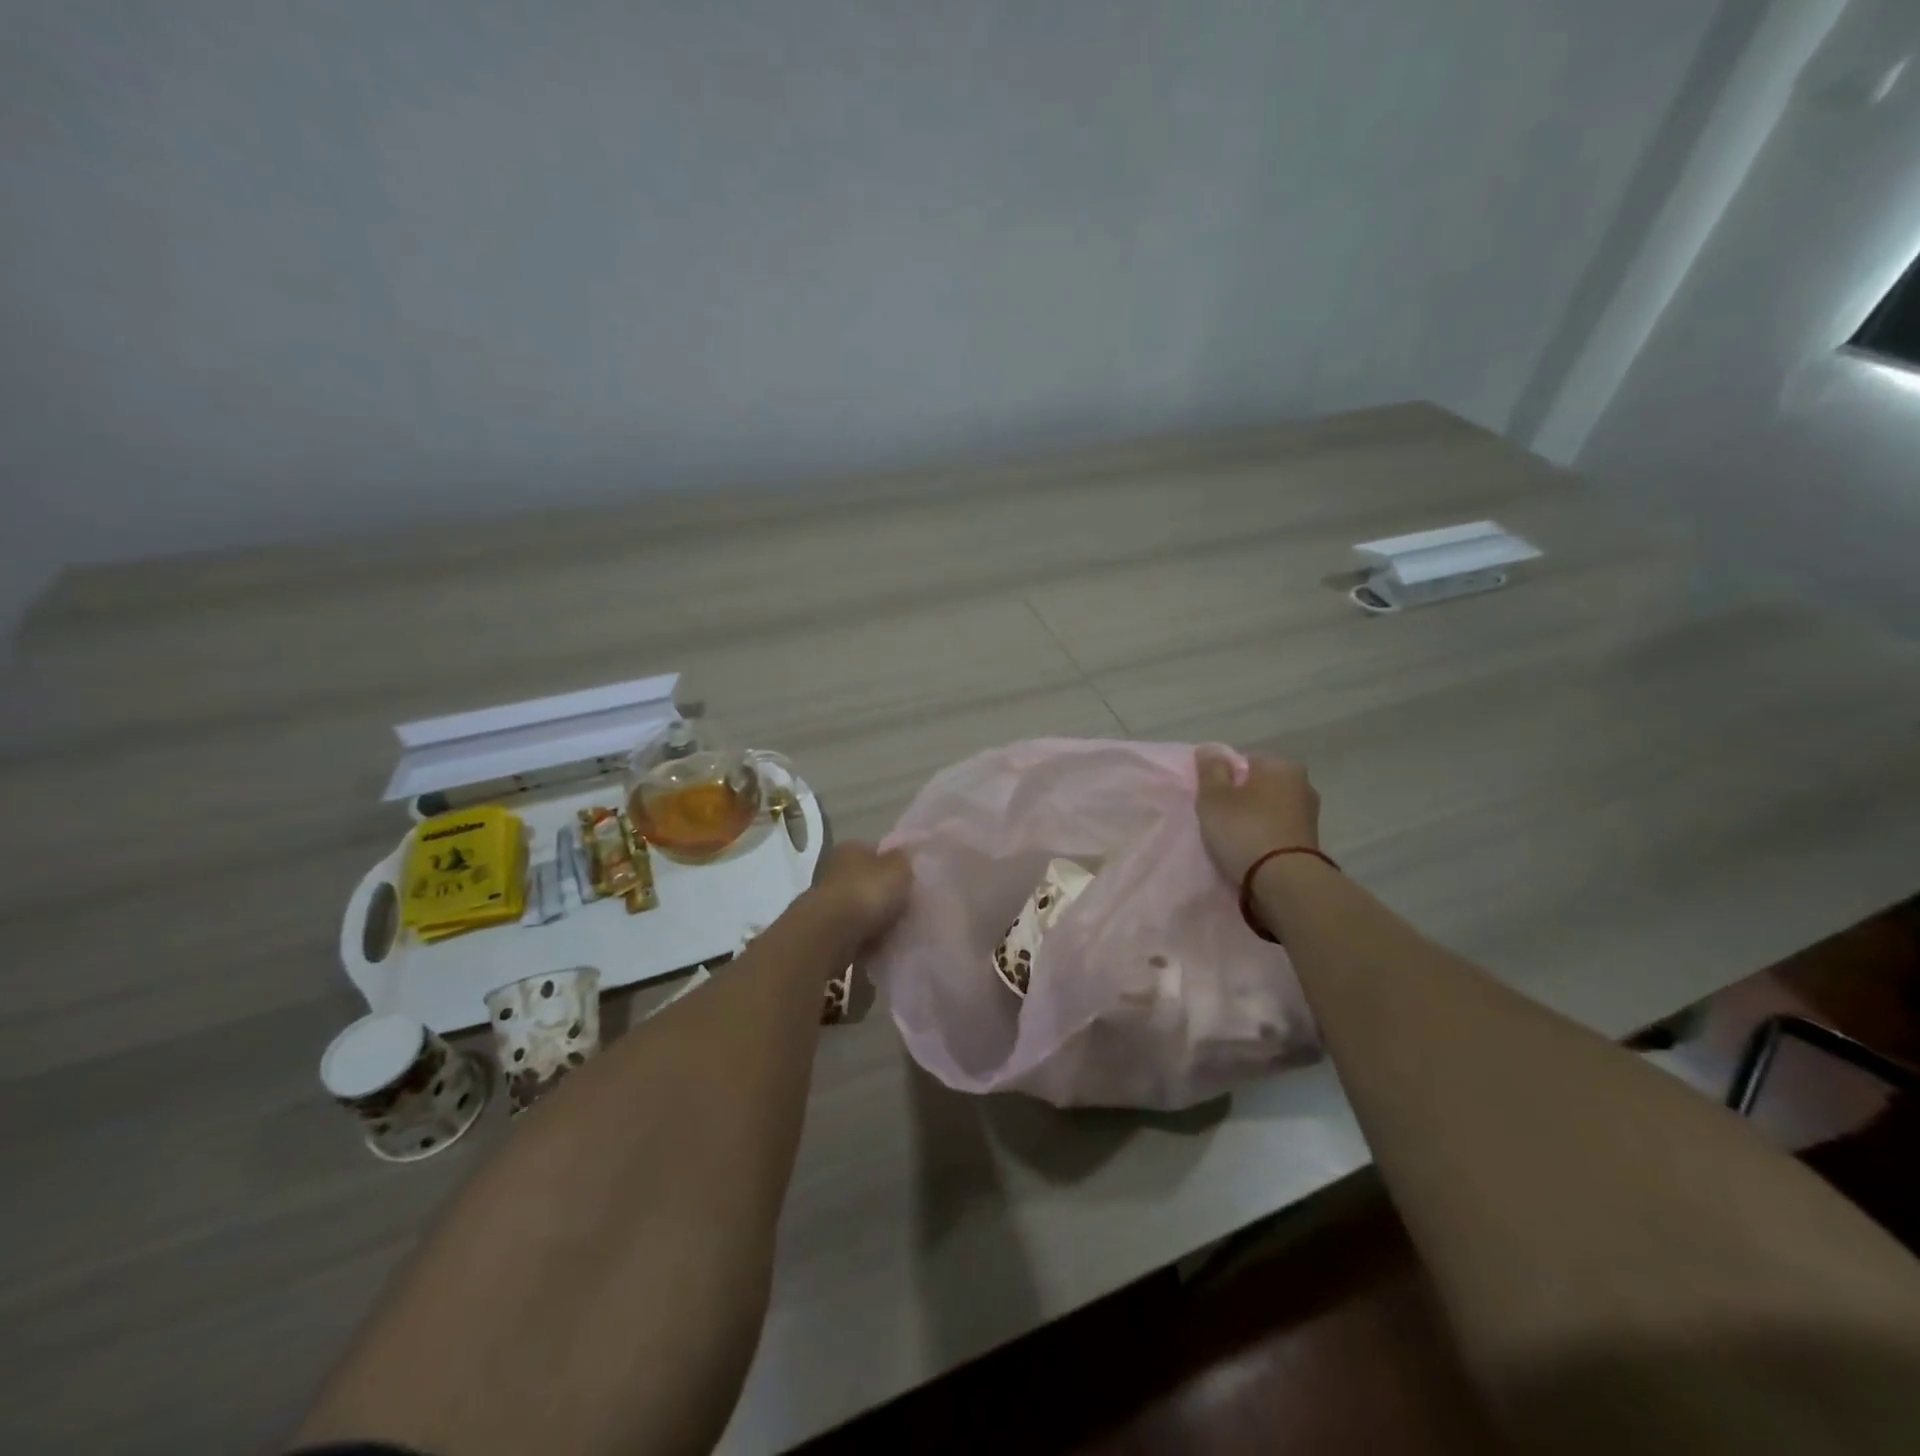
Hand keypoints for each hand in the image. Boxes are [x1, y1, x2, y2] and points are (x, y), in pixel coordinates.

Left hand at [812, 843, 911, 940]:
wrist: (832, 935)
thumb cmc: (868, 892)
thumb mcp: (898, 868)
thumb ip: (902, 860)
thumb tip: (901, 858)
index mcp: (851, 849)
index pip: (874, 852)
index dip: (891, 864)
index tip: (908, 880)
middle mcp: (835, 871)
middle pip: (864, 881)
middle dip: (881, 893)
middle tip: (905, 907)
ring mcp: (826, 903)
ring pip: (857, 908)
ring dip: (872, 918)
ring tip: (895, 929)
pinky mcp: (825, 932)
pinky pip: (852, 933)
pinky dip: (864, 938)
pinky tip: (878, 945)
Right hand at [1194, 747, 1320, 886]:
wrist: (1285, 881)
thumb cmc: (1245, 830)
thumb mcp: (1214, 797)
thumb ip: (1211, 770)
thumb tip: (1210, 749)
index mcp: (1281, 766)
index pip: (1244, 761)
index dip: (1224, 778)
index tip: (1212, 799)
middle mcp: (1302, 784)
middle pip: (1259, 784)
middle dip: (1242, 797)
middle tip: (1220, 818)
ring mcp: (1309, 814)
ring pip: (1270, 808)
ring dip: (1254, 818)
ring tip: (1234, 838)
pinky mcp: (1310, 841)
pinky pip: (1278, 829)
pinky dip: (1266, 835)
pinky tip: (1252, 849)